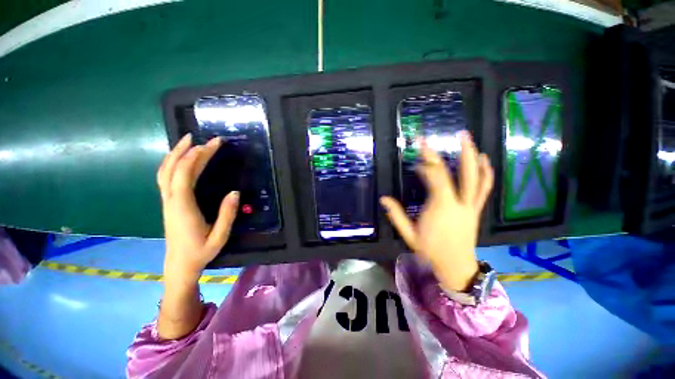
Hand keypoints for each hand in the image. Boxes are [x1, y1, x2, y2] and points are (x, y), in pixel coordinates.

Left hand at [157, 134, 239, 283]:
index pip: (184, 174)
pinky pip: (166, 178)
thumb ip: (227, 215)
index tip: (212, 145)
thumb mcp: (219, 237)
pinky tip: (182, 159)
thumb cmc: (200, 252)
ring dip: (176, 153)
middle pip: (173, 168)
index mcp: (183, 207)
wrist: (179, 265)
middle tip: (205, 138)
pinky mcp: (169, 203)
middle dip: (188, 150)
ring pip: (165, 172)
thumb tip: (235, 192)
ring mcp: (167, 201)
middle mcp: (171, 200)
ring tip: (189, 140)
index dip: (196, 156)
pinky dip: (172, 163)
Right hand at [380, 132, 493, 291]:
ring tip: (468, 138)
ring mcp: (471, 206)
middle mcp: (459, 203)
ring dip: (473, 156)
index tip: (417, 161)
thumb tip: (383, 198)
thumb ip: (396, 216)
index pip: (436, 178)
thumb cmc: (431, 251)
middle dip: (456, 151)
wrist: (456, 266)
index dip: (427, 166)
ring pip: (476, 177)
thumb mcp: (409, 235)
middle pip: (460, 173)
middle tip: (454, 133)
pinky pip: (485, 188)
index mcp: (441, 208)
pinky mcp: (476, 209)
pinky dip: (486, 172)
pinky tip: (484, 159)